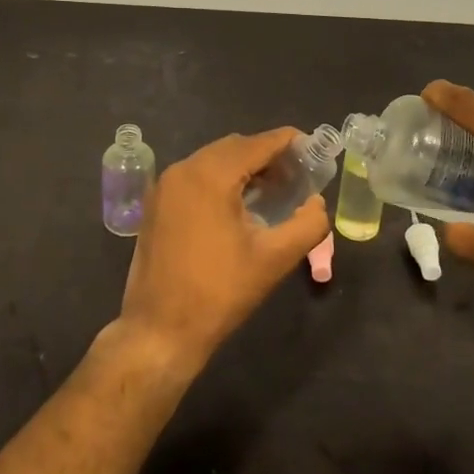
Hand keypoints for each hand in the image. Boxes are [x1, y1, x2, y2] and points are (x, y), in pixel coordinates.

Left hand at [118, 129, 329, 372]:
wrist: (159, 331)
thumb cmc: (219, 292)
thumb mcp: (274, 259)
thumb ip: (307, 224)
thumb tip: (317, 203)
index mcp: (209, 175)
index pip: (257, 144)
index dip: (288, 142)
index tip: (313, 148)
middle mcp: (183, 169)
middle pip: (234, 147)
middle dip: (267, 155)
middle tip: (297, 175)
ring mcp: (165, 186)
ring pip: (213, 160)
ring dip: (244, 167)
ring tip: (274, 189)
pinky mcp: (156, 203)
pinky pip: (195, 176)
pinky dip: (221, 179)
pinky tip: (240, 203)